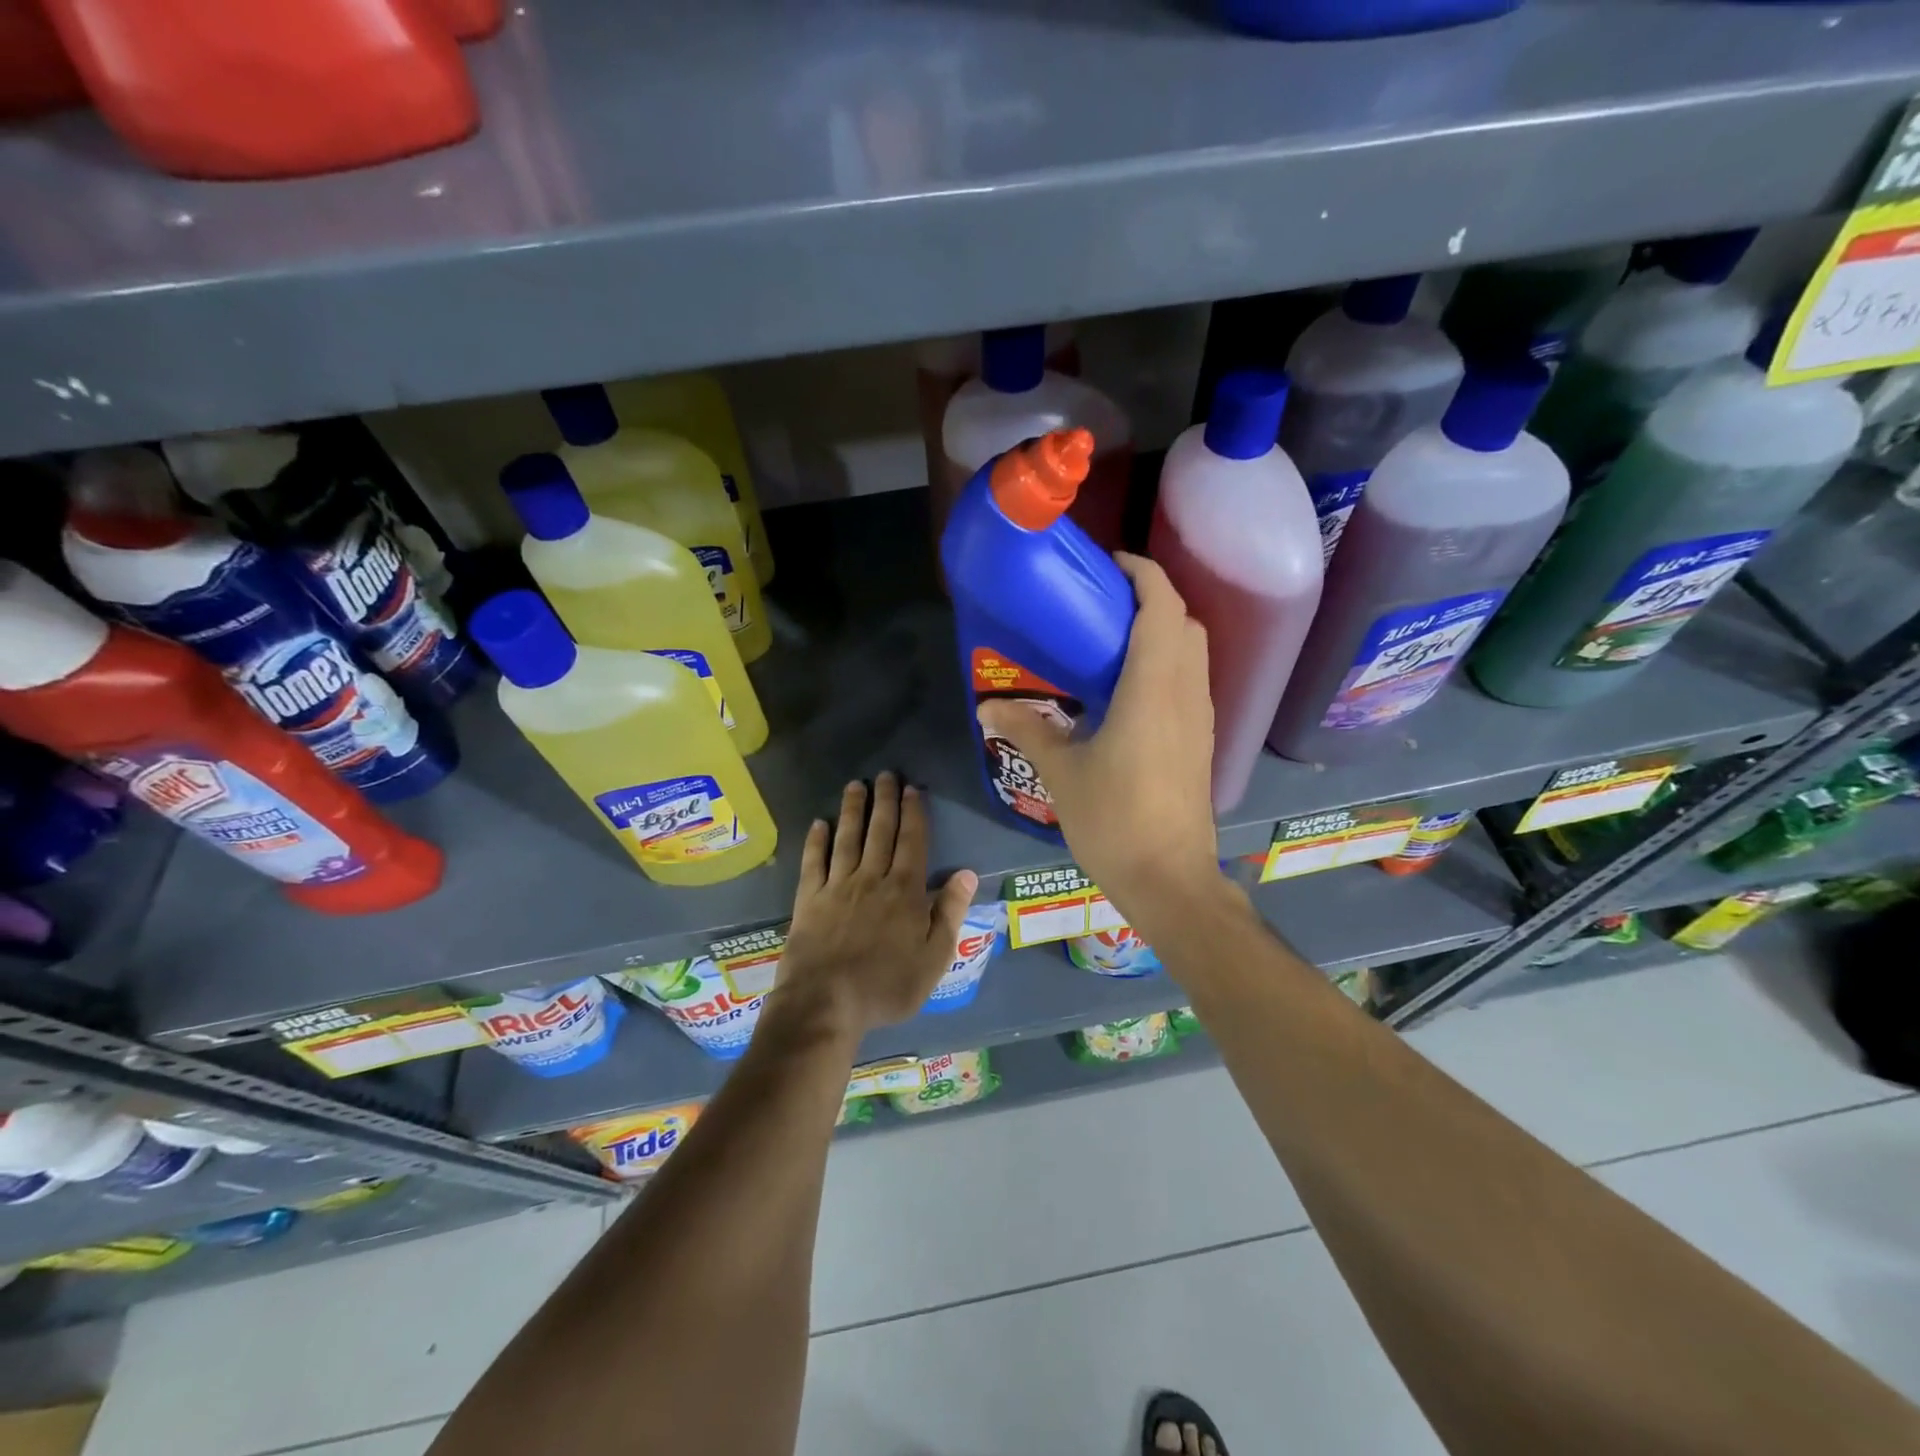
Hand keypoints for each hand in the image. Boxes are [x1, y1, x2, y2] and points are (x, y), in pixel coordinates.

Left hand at [771, 772, 978, 1042]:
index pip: (913, 842)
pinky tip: (819, 823)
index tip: (913, 789)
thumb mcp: (934, 958)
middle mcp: (872, 878)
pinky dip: (816, 841)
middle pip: (880, 831)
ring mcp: (837, 886)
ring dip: (852, 810)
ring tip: (855, 785)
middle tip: (886, 774)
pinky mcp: (808, 899)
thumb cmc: (887, 985)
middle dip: (885, 800)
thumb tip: (967, 873)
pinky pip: (813, 862)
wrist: (826, 1003)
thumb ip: (950, 913)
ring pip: (847, 838)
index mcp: (905, 891)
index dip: (914, 813)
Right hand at [976, 554, 1219, 920]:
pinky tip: (1128, 690)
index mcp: (1153, 687)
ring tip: (1111, 642)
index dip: (1142, 572)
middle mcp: (1185, 692)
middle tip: (1103, 605)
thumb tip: (986, 707)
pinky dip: (1167, 664)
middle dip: (1150, 599)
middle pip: (1183, 622)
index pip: (1162, 605)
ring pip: (1192, 652)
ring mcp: (1200, 718)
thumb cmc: (1114, 820)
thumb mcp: (1062, 772)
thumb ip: (1027, 729)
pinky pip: (1190, 681)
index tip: (1108, 565)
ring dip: (1162, 631)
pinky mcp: (1201, 741)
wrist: (1170, 880)